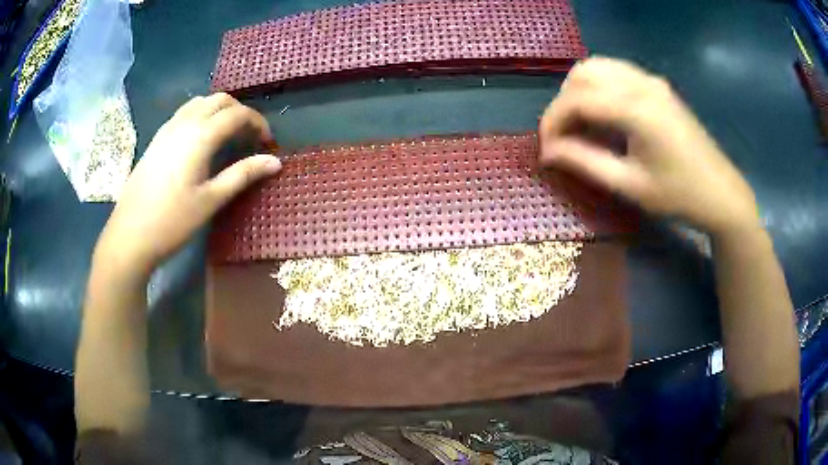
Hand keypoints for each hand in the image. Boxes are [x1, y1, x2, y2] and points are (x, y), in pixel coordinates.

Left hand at [96, 93, 281, 277]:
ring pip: (200, 102)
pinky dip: (201, 115)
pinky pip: (184, 113)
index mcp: (200, 136)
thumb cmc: (172, 221)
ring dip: (219, 110)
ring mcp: (167, 129)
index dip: (258, 123)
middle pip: (220, 100)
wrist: (130, 235)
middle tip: (249, 137)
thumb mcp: (211, 200)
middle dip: (240, 112)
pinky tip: (201, 139)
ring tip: (227, 135)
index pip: (237, 114)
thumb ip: (243, 175)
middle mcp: (184, 123)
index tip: (268, 142)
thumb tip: (275, 162)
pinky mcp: (157, 139)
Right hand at [539, 57, 759, 237]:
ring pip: (597, 66)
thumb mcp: (630, 185)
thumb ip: (585, 162)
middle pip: (582, 73)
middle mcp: (641, 83)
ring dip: (579, 91)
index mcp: (636, 109)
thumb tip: (548, 152)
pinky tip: (603, 113)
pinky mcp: (657, 84)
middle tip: (564, 137)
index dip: (552, 122)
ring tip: (580, 124)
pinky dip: (598, 87)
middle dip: (563, 103)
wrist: (721, 192)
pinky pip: (615, 72)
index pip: (576, 100)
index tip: (546, 149)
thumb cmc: (679, 196)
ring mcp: (651, 80)